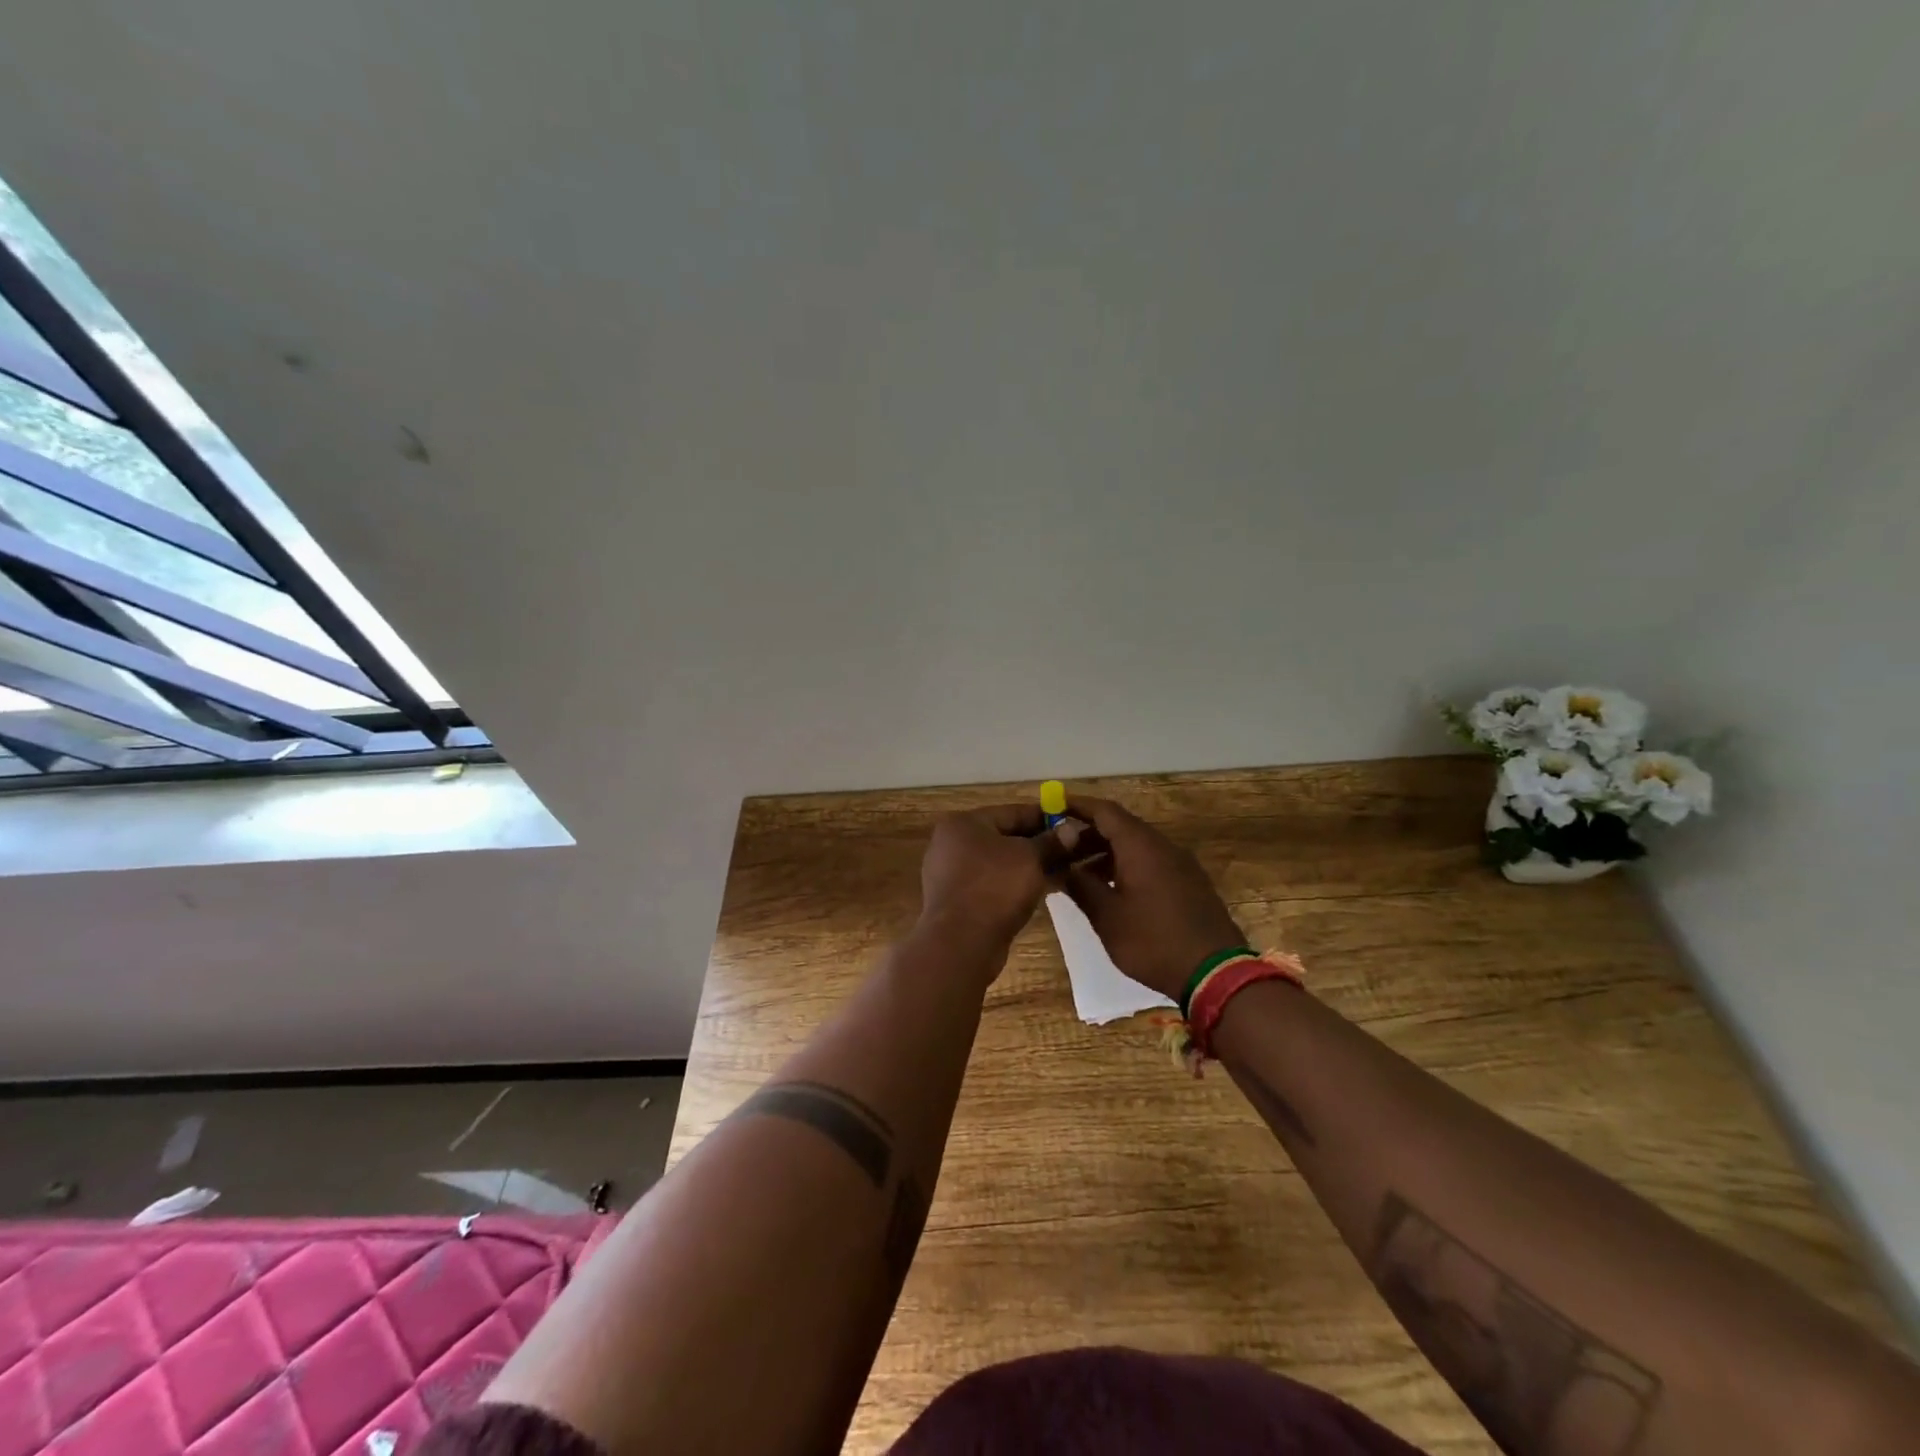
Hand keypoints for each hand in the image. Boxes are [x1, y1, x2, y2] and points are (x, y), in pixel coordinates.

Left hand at [920, 804, 1076, 953]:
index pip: (1012, 812)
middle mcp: (952, 845)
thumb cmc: (994, 888)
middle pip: (1005, 838)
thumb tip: (1071, 829)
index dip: (1045, 817)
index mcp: (963, 824)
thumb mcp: (1030, 858)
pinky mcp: (959, 902)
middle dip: (1040, 844)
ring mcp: (952, 875)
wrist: (960, 944)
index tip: (1072, 824)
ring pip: (1001, 864)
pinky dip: (1016, 885)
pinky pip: (994, 885)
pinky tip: (1045, 891)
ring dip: (1031, 866)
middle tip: (1073, 850)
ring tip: (1065, 871)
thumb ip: (1051, 842)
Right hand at [1058, 795, 1245, 999]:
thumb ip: (1080, 885)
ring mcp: (1180, 864)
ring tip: (1078, 875)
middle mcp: (1162, 846)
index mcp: (1140, 845)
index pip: (1104, 811)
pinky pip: (1150, 862)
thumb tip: (1059, 867)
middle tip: (1058, 850)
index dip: (1076, 806)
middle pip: (1119, 826)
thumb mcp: (1107, 916)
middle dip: (1086, 834)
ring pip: (1135, 846)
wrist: (1215, 974)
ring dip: (1105, 853)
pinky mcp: (1189, 883)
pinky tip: (1110, 890)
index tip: (1051, 806)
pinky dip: (1124, 866)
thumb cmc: (1153, 941)